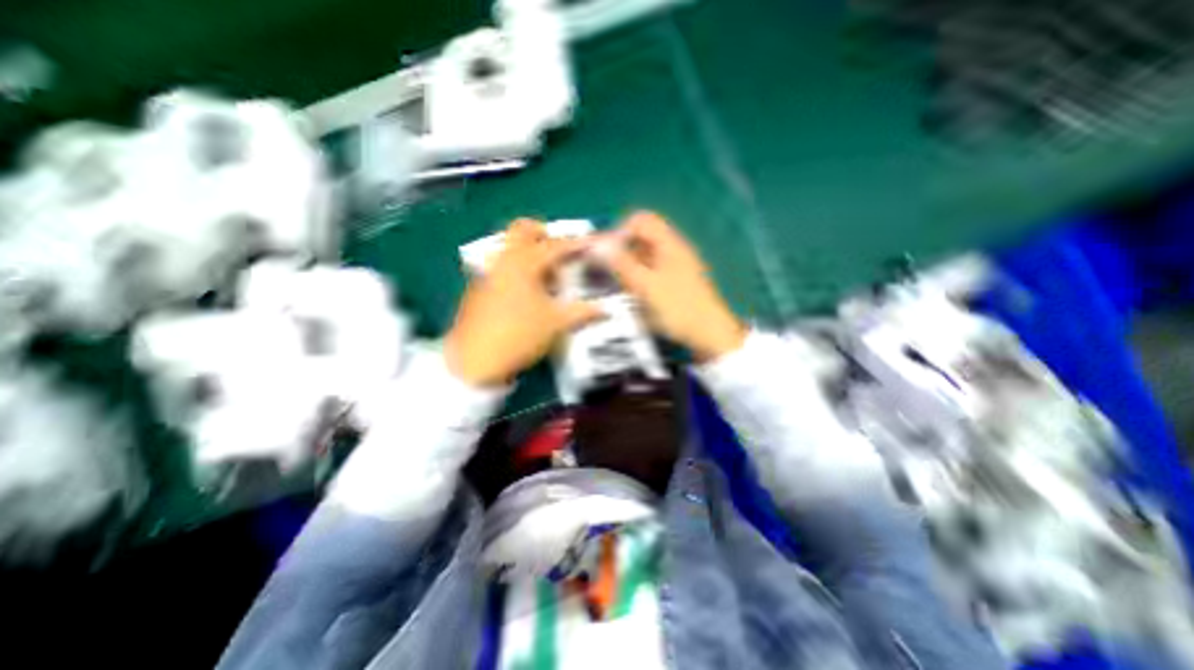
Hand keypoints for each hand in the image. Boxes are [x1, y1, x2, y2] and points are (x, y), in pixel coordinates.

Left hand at [443, 220, 601, 387]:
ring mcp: (486, 274)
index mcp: (523, 263)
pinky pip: (501, 268)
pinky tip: (527, 295)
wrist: (475, 361)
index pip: (554, 245)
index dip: (575, 244)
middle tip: (559, 250)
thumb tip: (605, 309)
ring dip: (530, 254)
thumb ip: (582, 312)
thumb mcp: (556, 324)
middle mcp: (502, 261)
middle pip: (521, 230)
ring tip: (547, 279)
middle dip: (543, 233)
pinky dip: (518, 271)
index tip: (590, 243)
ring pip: (510, 250)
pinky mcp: (478, 289)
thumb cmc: (520, 335)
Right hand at [609, 212, 743, 362]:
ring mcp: (674, 266)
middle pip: (641, 238)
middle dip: (621, 250)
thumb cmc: (679, 307)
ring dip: (627, 266)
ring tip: (614, 285)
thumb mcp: (646, 285)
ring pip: (643, 256)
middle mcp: (672, 250)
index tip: (606, 252)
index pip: (640, 220)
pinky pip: (649, 271)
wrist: (708, 333)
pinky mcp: (673, 282)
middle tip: (605, 270)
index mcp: (669, 244)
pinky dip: (636, 277)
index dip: (621, 230)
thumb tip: (598, 245)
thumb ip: (621, 264)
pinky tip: (629, 293)